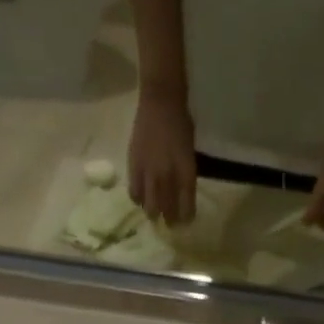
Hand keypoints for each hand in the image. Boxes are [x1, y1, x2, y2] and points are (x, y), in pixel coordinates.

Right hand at [128, 90, 196, 225]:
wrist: (160, 100)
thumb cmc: (180, 123)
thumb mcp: (189, 153)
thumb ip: (185, 174)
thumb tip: (181, 194)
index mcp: (186, 173)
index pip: (187, 207)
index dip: (186, 218)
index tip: (185, 222)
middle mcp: (168, 177)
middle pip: (168, 210)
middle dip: (170, 220)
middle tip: (169, 221)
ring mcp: (150, 173)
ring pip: (150, 206)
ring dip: (154, 212)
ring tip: (155, 213)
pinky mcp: (134, 166)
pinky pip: (134, 192)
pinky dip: (138, 199)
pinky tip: (141, 199)